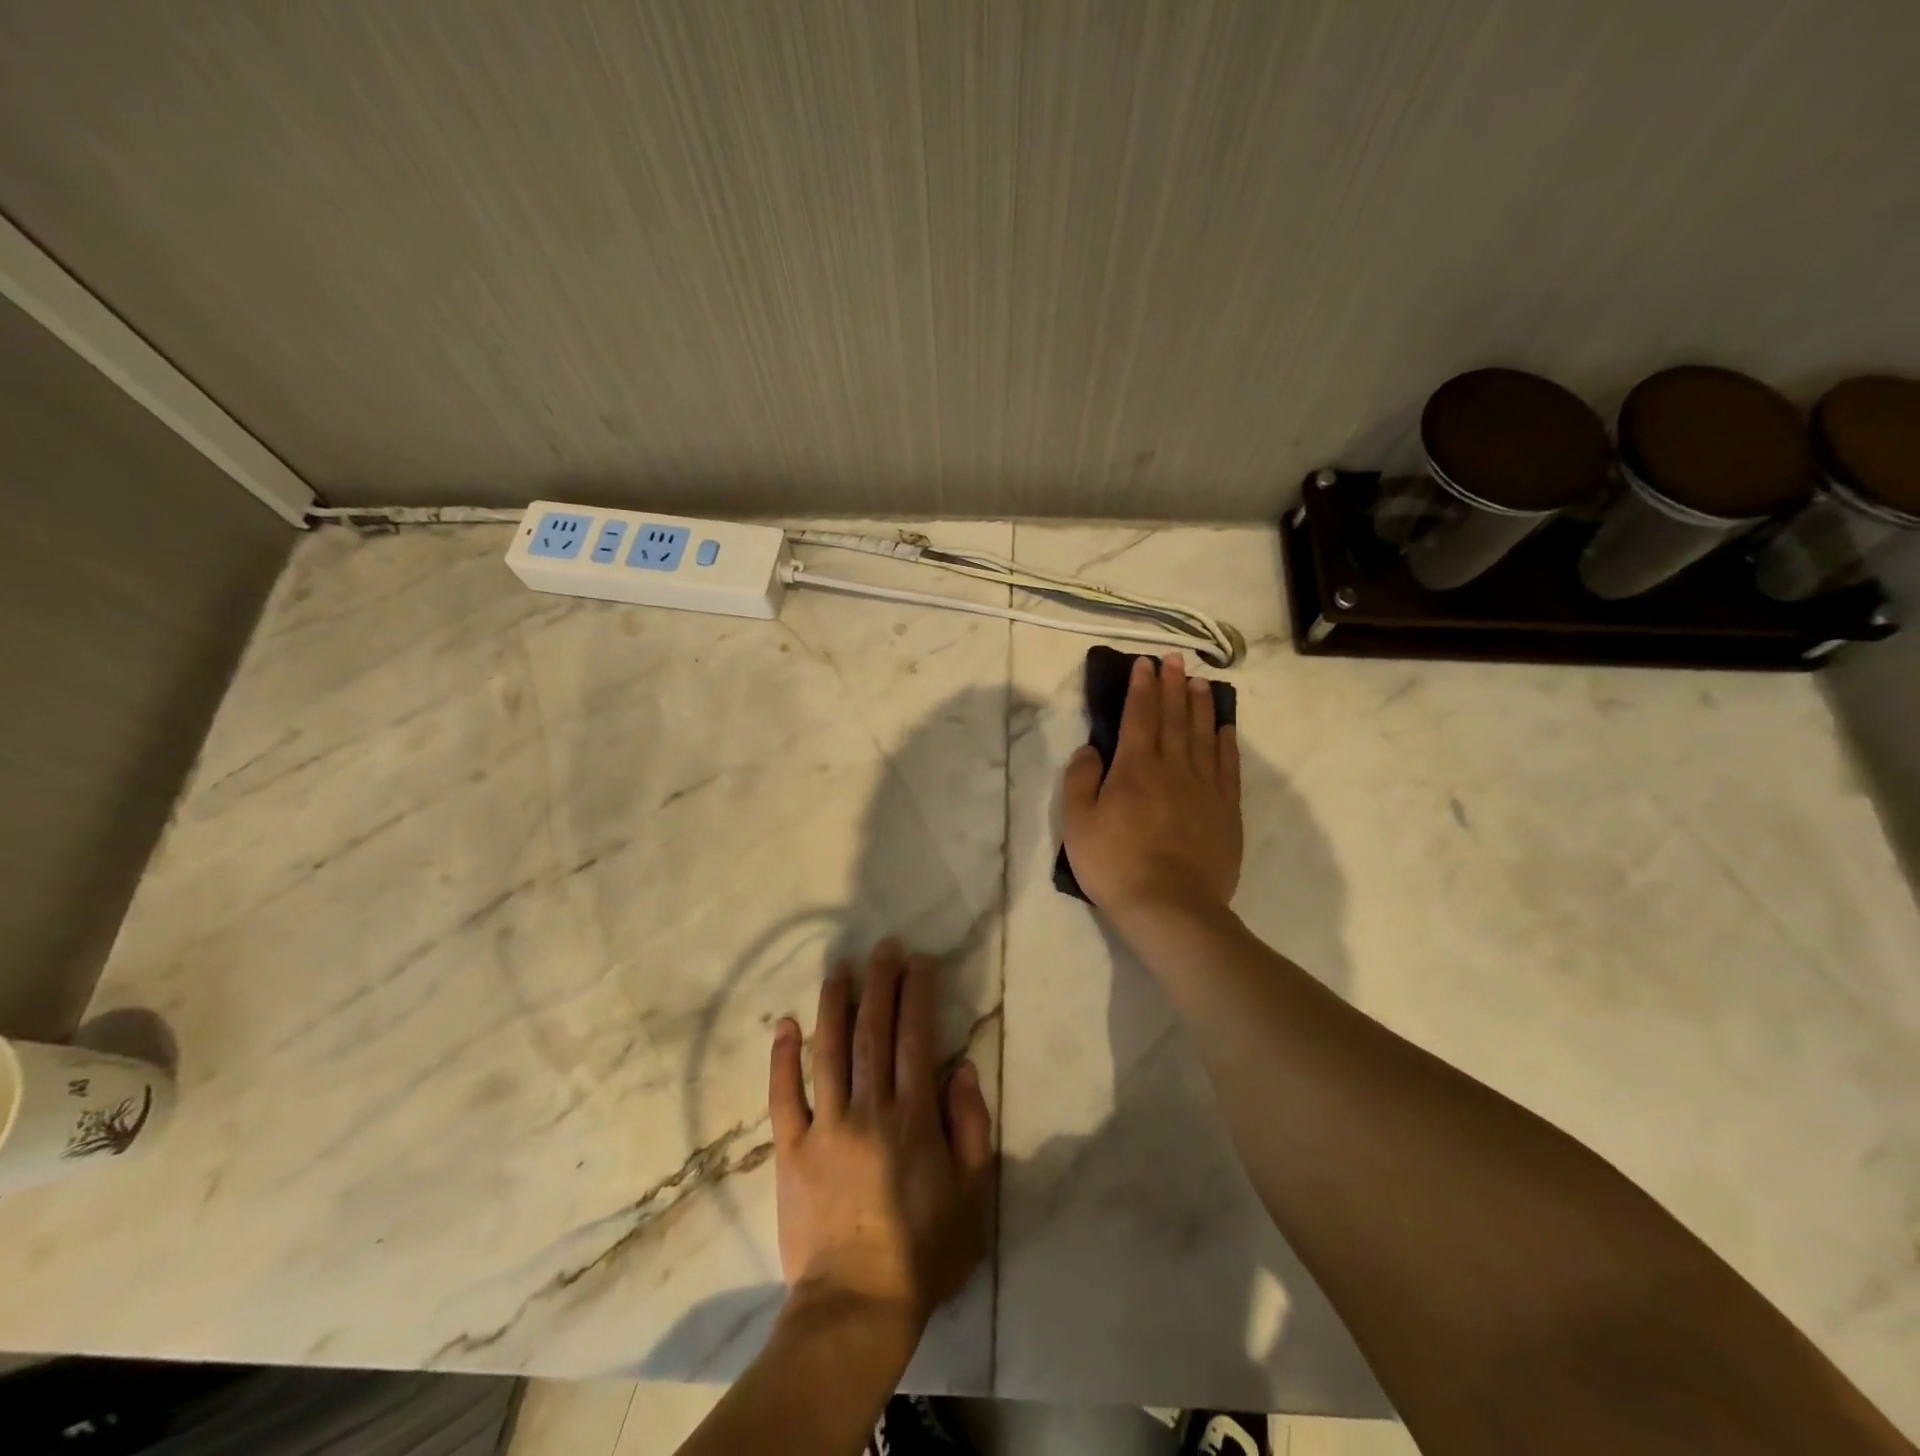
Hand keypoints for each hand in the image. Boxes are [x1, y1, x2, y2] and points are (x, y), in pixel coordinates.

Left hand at [768, 941, 995, 1331]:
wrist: (856, 1307)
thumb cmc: (923, 1253)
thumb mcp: (973, 1196)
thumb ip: (971, 1128)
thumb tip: (963, 1069)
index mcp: (913, 1118)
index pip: (916, 1038)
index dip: (918, 994)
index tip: (920, 961)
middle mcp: (869, 1109)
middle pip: (873, 1032)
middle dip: (880, 983)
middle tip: (883, 947)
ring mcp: (825, 1127)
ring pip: (828, 1051)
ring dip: (835, 1004)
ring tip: (840, 967)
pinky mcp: (791, 1150)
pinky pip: (784, 1096)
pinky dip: (782, 1058)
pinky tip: (785, 1022)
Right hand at [1062, 652, 1242, 918]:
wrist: (1170, 906)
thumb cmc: (1115, 864)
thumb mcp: (1078, 823)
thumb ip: (1081, 780)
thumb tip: (1090, 749)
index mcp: (1134, 768)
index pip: (1138, 716)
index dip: (1141, 687)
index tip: (1144, 664)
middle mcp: (1172, 767)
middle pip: (1173, 717)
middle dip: (1172, 685)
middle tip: (1174, 660)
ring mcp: (1204, 787)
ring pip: (1203, 734)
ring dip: (1200, 705)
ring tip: (1200, 682)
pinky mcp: (1226, 809)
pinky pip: (1227, 765)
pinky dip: (1225, 741)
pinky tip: (1224, 727)